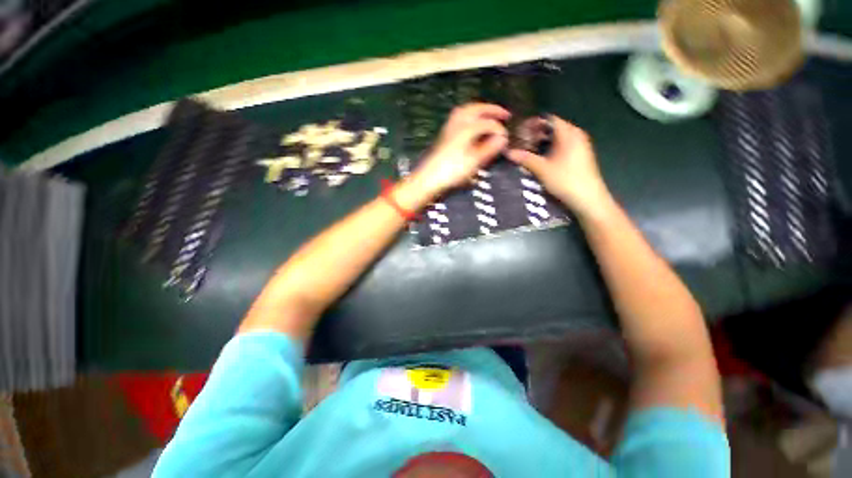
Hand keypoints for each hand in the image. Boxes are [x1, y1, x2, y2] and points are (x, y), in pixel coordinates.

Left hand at [405, 103, 509, 201]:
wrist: (428, 178)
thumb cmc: (452, 171)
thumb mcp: (473, 162)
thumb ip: (489, 149)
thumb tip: (502, 138)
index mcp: (467, 128)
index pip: (488, 123)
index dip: (499, 129)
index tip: (506, 138)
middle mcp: (457, 123)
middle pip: (476, 109)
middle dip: (491, 110)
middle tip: (504, 114)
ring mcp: (449, 128)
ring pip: (466, 111)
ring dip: (479, 110)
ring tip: (488, 115)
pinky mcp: (444, 135)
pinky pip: (459, 118)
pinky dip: (469, 116)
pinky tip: (472, 125)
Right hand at [506, 116, 610, 216]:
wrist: (588, 199)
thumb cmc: (566, 180)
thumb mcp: (542, 169)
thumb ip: (525, 158)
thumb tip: (508, 152)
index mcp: (569, 133)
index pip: (549, 119)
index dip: (533, 123)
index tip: (519, 131)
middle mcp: (576, 135)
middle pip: (553, 128)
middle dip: (536, 134)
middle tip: (520, 142)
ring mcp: (580, 146)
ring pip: (557, 139)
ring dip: (542, 143)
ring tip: (527, 151)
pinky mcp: (580, 157)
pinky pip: (562, 147)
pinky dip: (550, 149)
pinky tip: (540, 159)